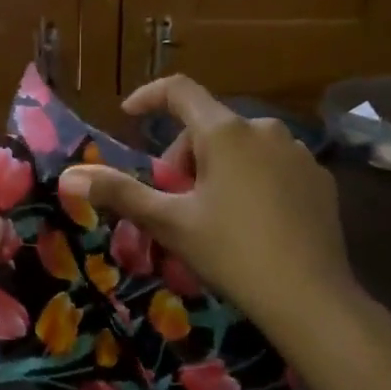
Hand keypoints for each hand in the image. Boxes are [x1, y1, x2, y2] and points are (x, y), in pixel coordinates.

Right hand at [59, 76, 358, 340]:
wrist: (310, 298)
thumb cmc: (231, 252)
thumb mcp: (169, 223)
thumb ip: (120, 193)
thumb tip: (71, 176)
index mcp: (225, 132)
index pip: (179, 91)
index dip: (149, 97)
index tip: (129, 115)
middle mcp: (264, 129)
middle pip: (208, 127)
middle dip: (183, 157)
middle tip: (174, 202)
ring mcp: (298, 152)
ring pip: (241, 147)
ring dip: (217, 168)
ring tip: (212, 214)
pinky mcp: (319, 178)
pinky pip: (272, 165)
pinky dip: (251, 180)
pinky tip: (252, 222)